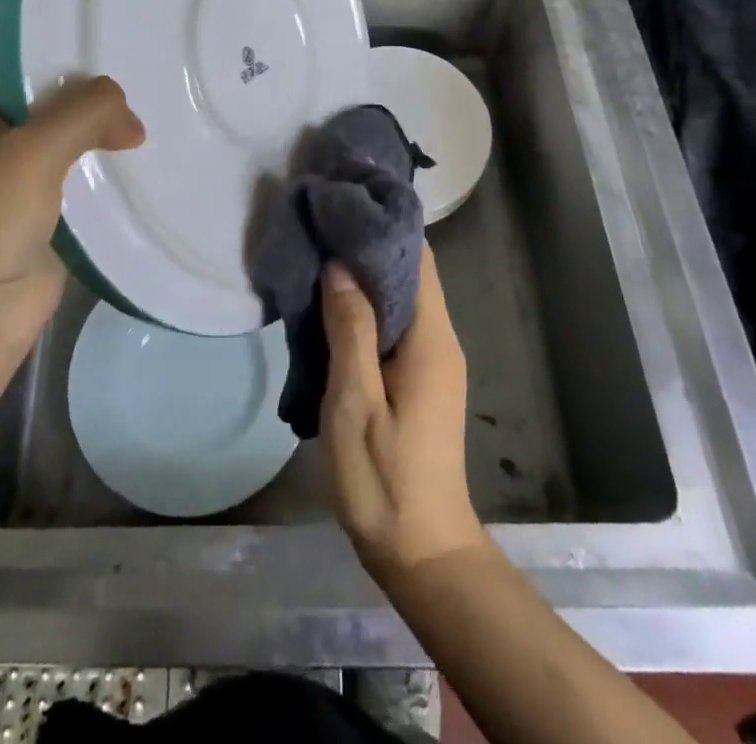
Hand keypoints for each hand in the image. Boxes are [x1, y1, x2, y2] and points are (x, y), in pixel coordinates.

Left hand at [0, 59, 143, 344]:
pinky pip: (83, 185)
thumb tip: (131, 121)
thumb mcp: (32, 149)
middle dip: (91, 90)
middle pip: (47, 99)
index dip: (54, 43)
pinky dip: (110, 175)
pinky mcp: (46, 220)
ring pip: (69, 143)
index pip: (13, 57)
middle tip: (148, 70)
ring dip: (104, 134)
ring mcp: (18, 181)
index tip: (107, 31)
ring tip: (160, 108)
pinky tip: (151, 161)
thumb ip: (85, 113)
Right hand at [320, 245, 486, 584]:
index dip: (384, 227)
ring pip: (399, 298)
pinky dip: (365, 306)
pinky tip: (329, 305)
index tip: (344, 204)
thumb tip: (339, 265)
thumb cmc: (384, 477)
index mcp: (430, 339)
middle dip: (367, 245)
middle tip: (321, 223)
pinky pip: (393, 324)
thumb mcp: (355, 402)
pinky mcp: (418, 378)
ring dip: (363, 276)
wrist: (422, 551)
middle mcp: (438, 340)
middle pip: (409, 273)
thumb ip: (350, 330)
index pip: (417, 259)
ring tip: (317, 254)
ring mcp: (431, 360)